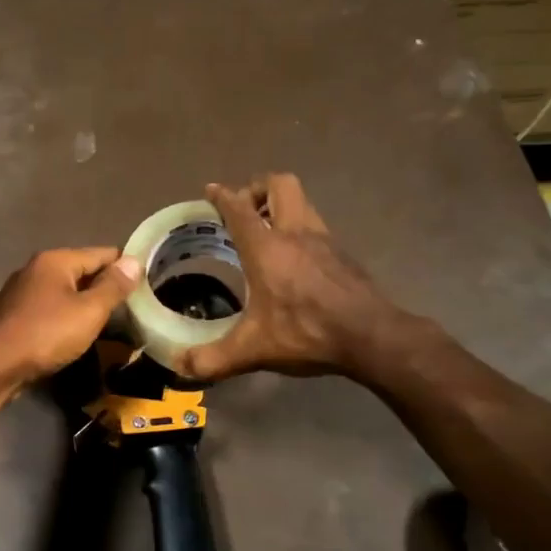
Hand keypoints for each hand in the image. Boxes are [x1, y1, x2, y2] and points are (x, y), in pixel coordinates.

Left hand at [0, 247, 139, 389]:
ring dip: (85, 304)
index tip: (147, 284)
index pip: (102, 253)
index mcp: (56, 260)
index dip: (126, 267)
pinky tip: (75, 334)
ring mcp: (21, 291)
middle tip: (132, 308)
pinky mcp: (13, 314)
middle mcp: (36, 268)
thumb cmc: (46, 334)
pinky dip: (66, 317)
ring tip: (109, 323)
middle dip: (105, 287)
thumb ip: (113, 287)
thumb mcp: (89, 311)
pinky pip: (50, 308)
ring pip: (64, 291)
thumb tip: (133, 261)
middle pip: (82, 271)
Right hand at [176, 174, 407, 381]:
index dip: (223, 195)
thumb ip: (213, 359)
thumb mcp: (253, 350)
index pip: (239, 208)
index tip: (211, 190)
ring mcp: (324, 240)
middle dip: (257, 188)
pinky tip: (294, 258)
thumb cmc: (306, 333)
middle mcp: (295, 233)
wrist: (370, 336)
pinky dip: (300, 229)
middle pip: (279, 184)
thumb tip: (180, 366)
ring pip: (302, 201)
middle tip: (244, 210)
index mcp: (267, 248)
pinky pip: (316, 225)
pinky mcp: (342, 254)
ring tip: (266, 231)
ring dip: (281, 205)